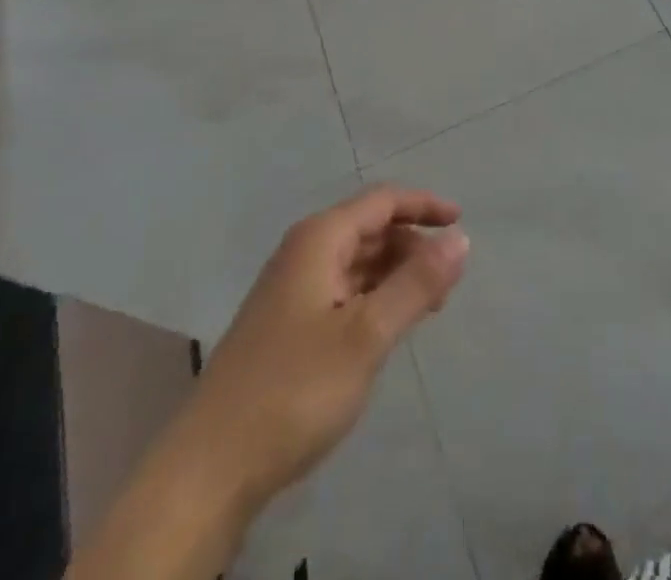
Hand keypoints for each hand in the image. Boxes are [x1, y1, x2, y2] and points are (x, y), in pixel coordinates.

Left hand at [190, 185, 469, 514]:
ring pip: (356, 262)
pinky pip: (342, 291)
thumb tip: (461, 238)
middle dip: (411, 246)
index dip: (424, 206)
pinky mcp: (286, 326)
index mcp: (320, 239)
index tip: (461, 223)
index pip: (383, 201)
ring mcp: (291, 290)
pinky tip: (386, 328)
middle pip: (370, 228)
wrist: (208, 470)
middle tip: (447, 281)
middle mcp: (303, 252)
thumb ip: (417, 283)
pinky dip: (372, 298)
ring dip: (394, 274)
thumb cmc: (294, 389)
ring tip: (426, 306)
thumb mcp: (367, 335)